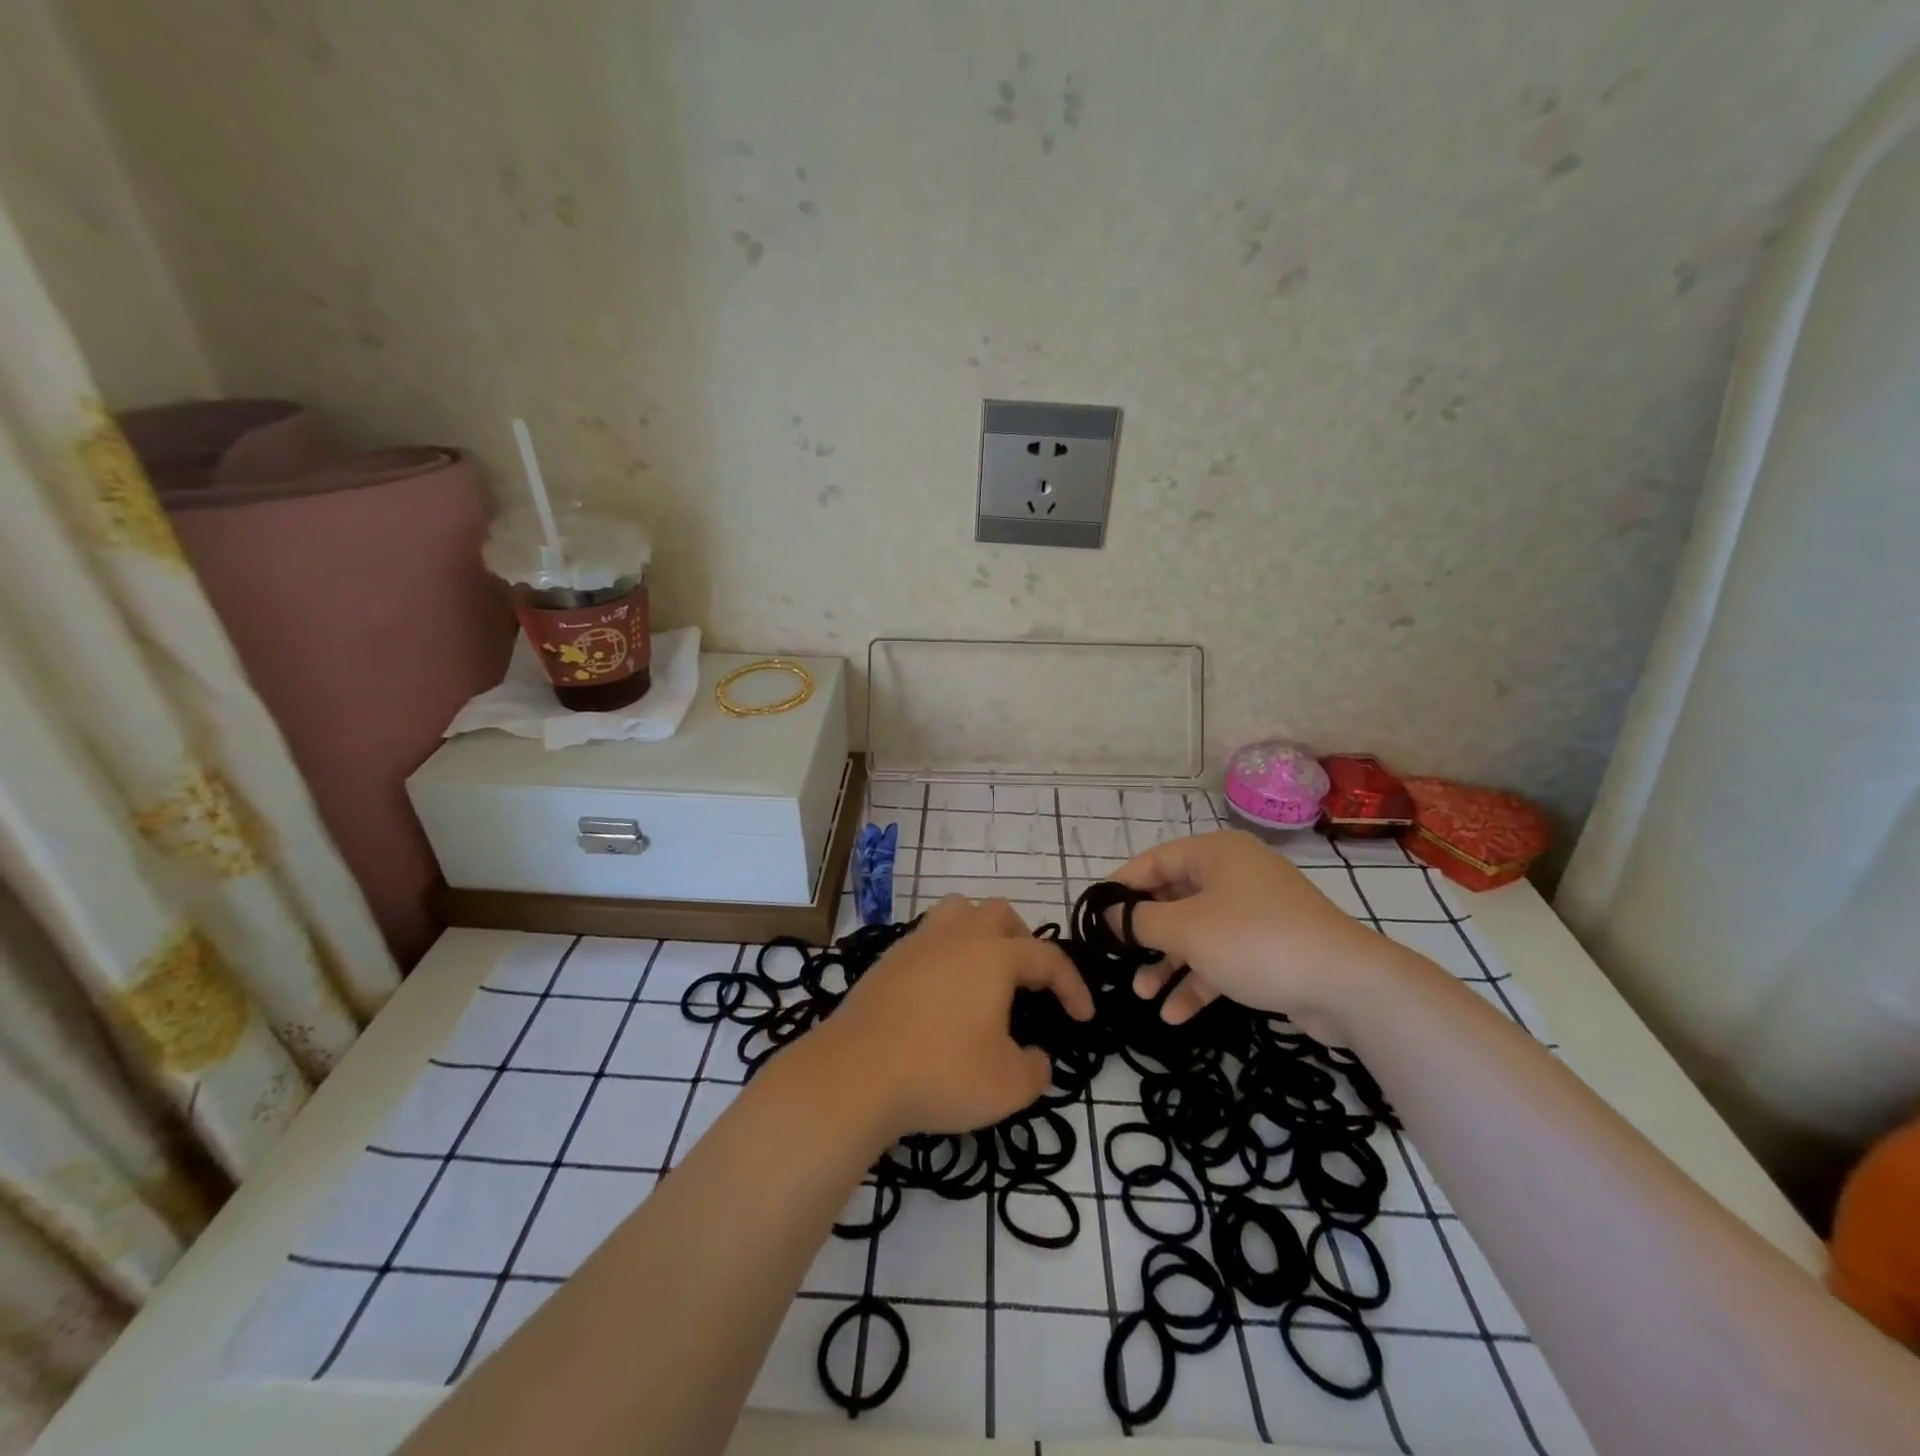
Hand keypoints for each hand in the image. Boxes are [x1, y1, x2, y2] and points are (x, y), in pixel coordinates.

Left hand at [812, 897, 1092, 1138]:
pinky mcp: (889, 959)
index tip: (1084, 1017)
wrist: (855, 1074)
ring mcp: (918, 942)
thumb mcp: (1007, 1086)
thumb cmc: (940, 1073)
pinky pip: (929, 937)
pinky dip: (948, 952)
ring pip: (959, 912)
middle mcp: (957, 936)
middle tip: (1031, 982)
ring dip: (982, 933)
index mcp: (994, 955)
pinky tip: (945, 990)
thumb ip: (1036, 1069)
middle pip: (1000, 915)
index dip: (1072, 986)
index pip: (1047, 958)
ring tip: (986, 971)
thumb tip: (1036, 1056)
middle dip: (1025, 942)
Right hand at [1111, 830, 1397, 1038]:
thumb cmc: (1254, 941)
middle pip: (1175, 898)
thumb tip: (1111, 916)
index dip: (1122, 886)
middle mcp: (1234, 876)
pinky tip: (1175, 1015)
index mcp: (1216, 854)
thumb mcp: (1186, 929)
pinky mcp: (1270, 948)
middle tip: (1117, 957)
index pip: (1155, 861)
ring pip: (1197, 933)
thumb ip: (1140, 921)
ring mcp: (1255, 912)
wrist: (1346, 986)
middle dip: (1145, 933)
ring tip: (1141, 994)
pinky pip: (1222, 957)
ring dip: (1168, 963)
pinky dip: (1199, 981)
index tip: (1095, 914)